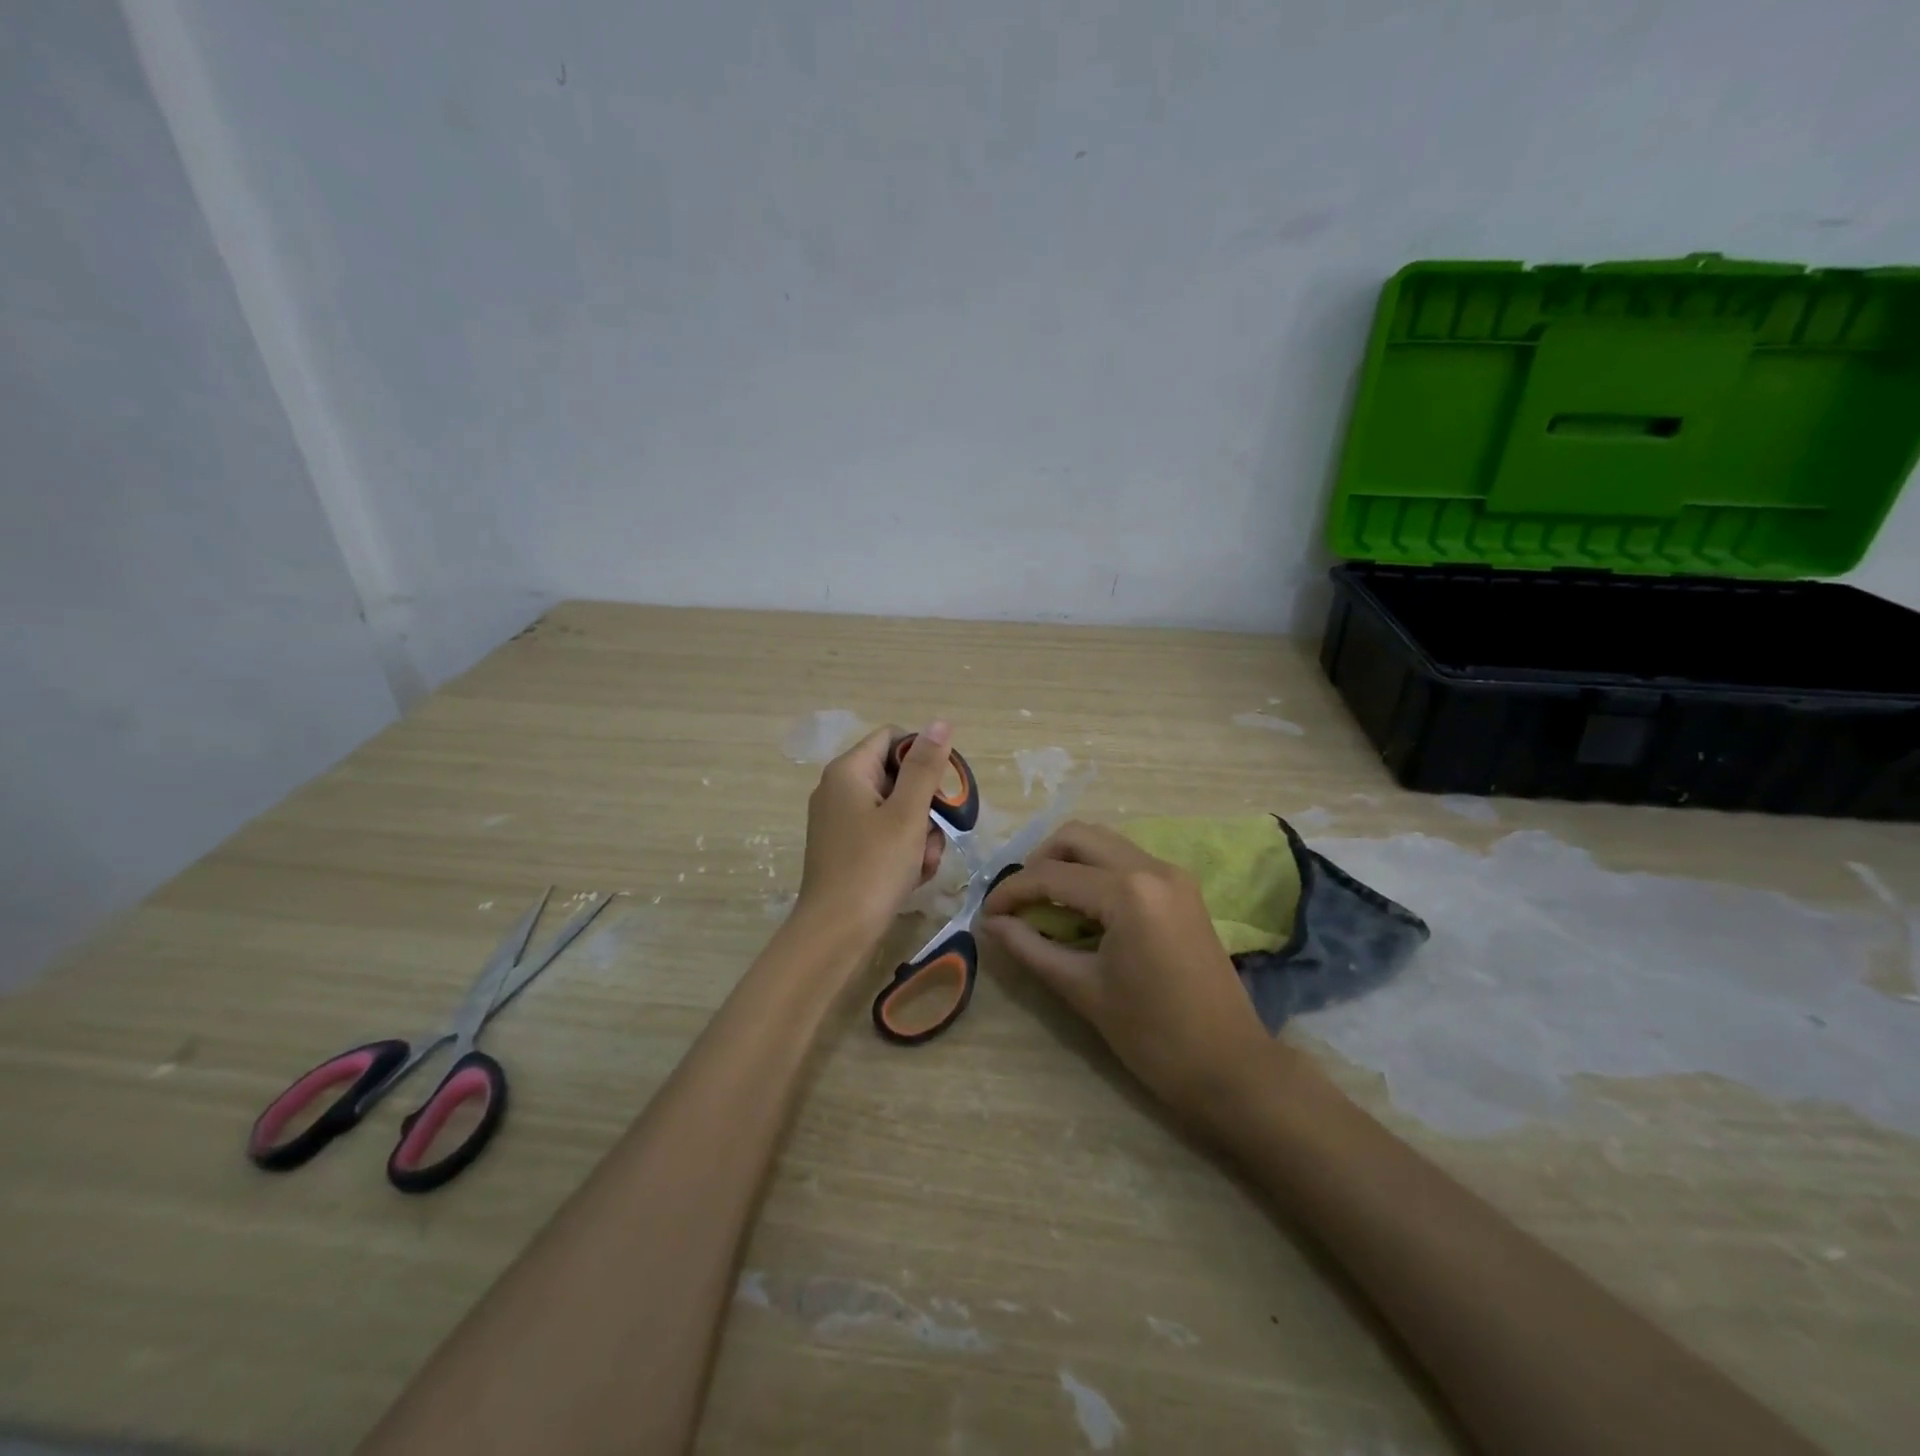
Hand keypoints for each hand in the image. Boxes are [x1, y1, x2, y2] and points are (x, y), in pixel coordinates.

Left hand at [794, 721, 950, 946]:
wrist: (835, 933)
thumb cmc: (873, 867)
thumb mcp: (907, 814)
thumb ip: (925, 767)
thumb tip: (939, 722)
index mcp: (848, 771)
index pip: (894, 739)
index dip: (924, 757)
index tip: (944, 789)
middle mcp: (839, 789)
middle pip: (897, 776)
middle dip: (925, 805)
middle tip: (937, 834)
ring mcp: (839, 821)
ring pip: (895, 810)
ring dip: (919, 834)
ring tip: (924, 862)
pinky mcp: (844, 849)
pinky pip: (883, 835)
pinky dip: (903, 851)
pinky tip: (913, 875)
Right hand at [981, 821, 1277, 1117]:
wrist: (1230, 1067)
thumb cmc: (1152, 1036)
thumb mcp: (1082, 989)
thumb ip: (1031, 948)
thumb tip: (991, 924)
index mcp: (1128, 892)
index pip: (1052, 876)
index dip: (1011, 892)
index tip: (985, 914)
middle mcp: (1152, 867)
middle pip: (1078, 837)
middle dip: (1039, 862)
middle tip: (1018, 901)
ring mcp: (1173, 875)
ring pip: (1104, 842)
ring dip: (1068, 862)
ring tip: (1044, 902)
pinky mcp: (1183, 890)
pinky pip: (1127, 860)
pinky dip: (1096, 872)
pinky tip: (1080, 907)